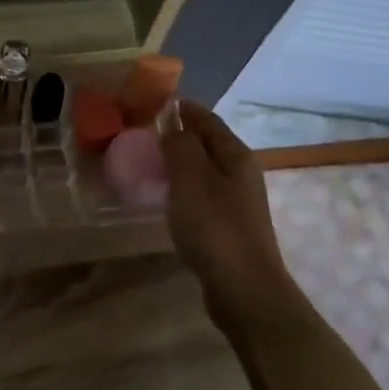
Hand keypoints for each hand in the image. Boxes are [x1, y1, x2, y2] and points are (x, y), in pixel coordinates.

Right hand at [160, 99, 307, 334]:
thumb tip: (172, 127)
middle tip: (145, 133)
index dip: (183, 108)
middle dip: (180, 134)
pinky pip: (201, 194)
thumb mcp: (190, 179)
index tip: (155, 101)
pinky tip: (166, 198)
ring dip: (180, 162)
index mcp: (236, 156)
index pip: (207, 119)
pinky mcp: (228, 226)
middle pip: (208, 143)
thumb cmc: (214, 228)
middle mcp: (241, 174)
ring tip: (150, 162)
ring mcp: (237, 202)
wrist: (243, 288)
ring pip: (204, 170)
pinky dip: (182, 187)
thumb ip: (180, 146)